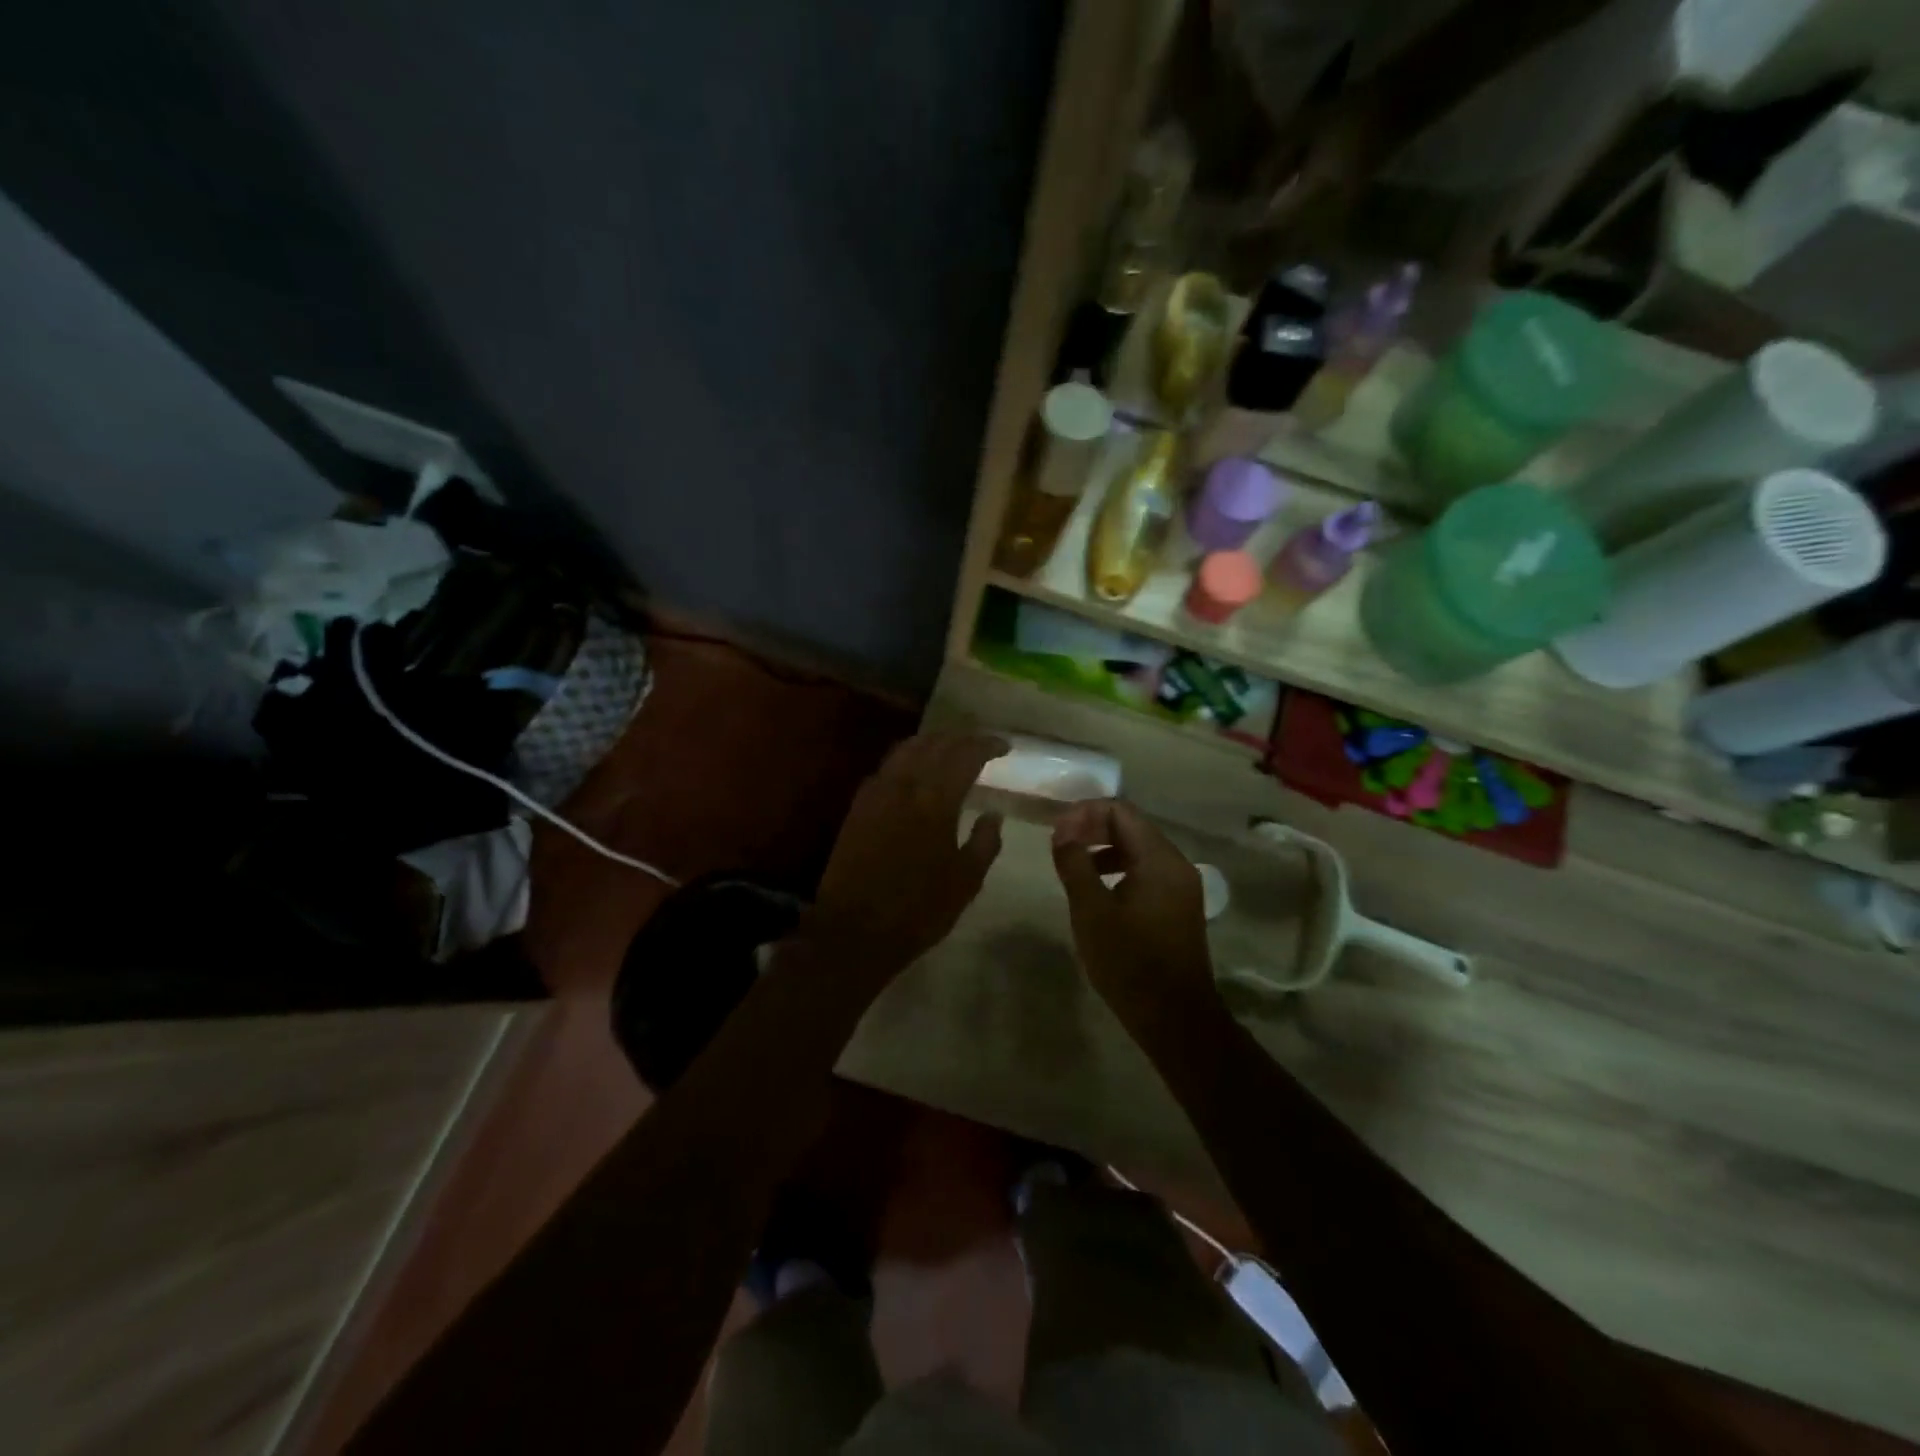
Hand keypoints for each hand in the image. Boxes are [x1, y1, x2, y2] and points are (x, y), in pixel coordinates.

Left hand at [799, 733, 1008, 982]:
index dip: (987, 745)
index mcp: (935, 800)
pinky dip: (907, 759)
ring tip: (950, 749)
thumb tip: (993, 814)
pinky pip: (887, 767)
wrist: (853, 930)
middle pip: (934, 743)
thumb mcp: (965, 882)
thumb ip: (985, 842)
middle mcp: (904, 784)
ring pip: (906, 749)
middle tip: (980, 744)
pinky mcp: (858, 806)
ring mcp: (876, 792)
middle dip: (961, 738)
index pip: (965, 755)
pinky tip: (915, 772)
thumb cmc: (917, 910)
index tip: (1004, 746)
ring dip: (932, 742)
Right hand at [1050, 799, 1215, 1027]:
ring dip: (1104, 848)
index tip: (1056, 832)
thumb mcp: (1091, 911)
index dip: (1084, 813)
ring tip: (1073, 865)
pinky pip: (1146, 871)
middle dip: (1093, 827)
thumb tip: (1062, 832)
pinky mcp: (1178, 906)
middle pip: (1132, 826)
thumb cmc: (1129, 962)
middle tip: (1059, 844)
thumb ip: (1074, 864)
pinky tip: (1097, 890)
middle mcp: (1176, 864)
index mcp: (1159, 859)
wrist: (1175, 1019)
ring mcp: (1181, 886)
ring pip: (1139, 849)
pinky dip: (1119, 868)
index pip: (1121, 811)